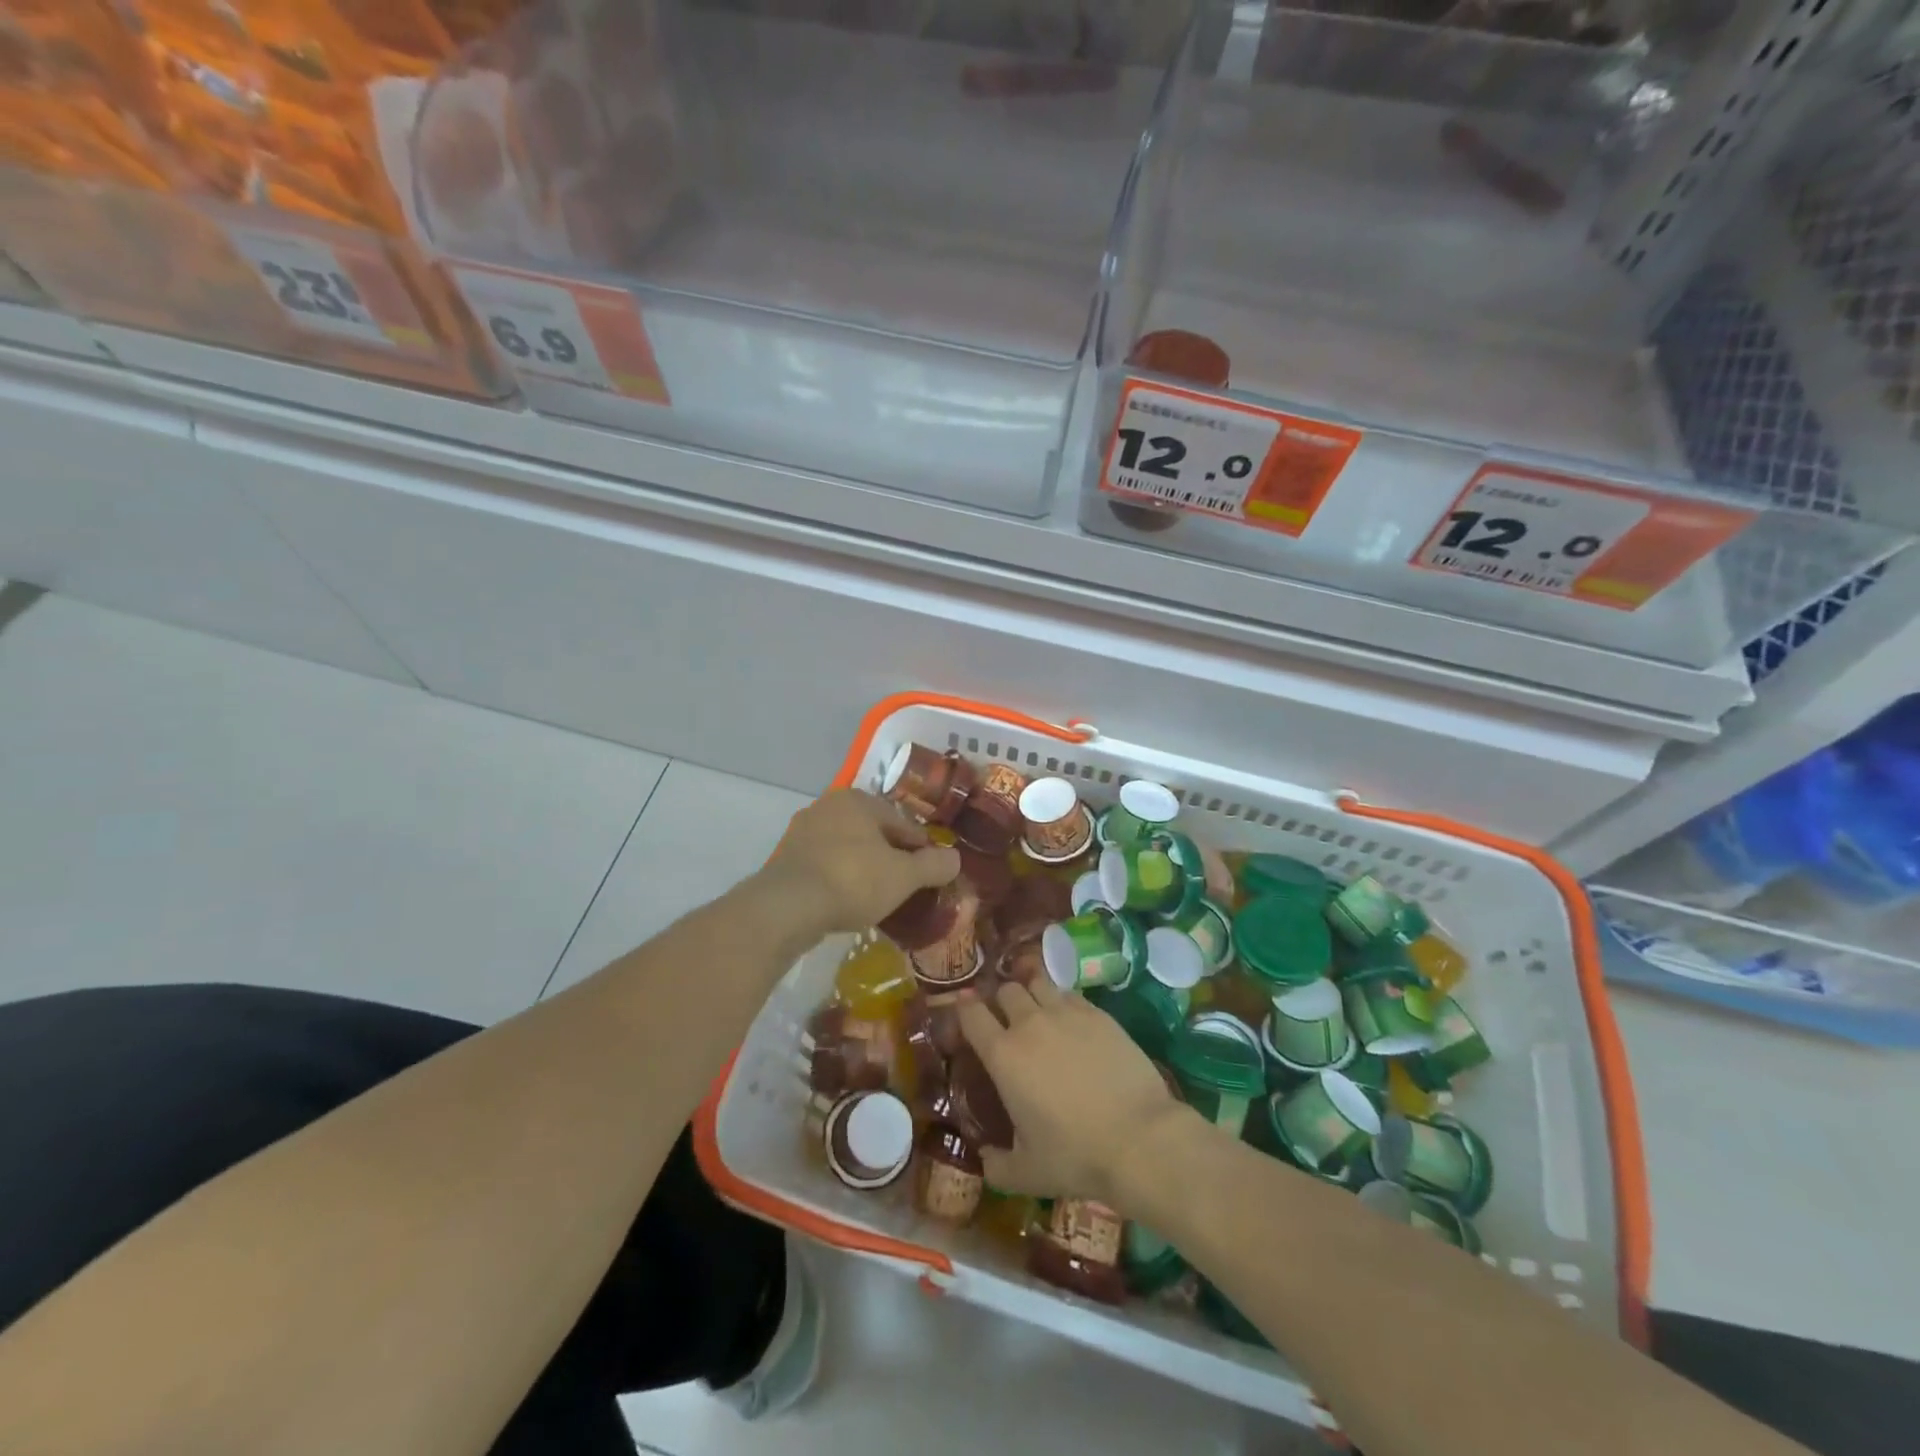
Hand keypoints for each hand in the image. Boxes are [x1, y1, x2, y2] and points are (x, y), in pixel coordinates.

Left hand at [762, 789, 959, 935]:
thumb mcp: (904, 876)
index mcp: (857, 800)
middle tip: (906, 885)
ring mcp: (802, 832)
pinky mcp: (785, 859)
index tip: (932, 871)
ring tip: (878, 896)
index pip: (902, 822)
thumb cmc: (853, 880)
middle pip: (872, 833)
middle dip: (890, 856)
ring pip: (847, 848)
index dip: (921, 847)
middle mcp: (827, 806)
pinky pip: (825, 865)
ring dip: (863, 867)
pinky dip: (839, 878)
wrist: (788, 908)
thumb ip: (933, 865)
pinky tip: (848, 901)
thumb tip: (956, 858)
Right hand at [958, 977, 1182, 1207]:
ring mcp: (1066, 1013)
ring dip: (1031, 991)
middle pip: (1006, 990)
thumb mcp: (1026, 1173)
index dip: (963, 1008)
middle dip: (1000, 1000)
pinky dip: (1062, 1000)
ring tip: (1036, 1008)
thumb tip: (984, 1157)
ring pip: (1038, 982)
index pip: (971, 1014)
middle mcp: (1030, 1023)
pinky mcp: (1098, 1014)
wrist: (1139, 1138)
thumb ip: (996, 1165)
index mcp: (1003, 1055)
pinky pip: (1069, 994)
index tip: (964, 1012)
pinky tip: (1069, 1019)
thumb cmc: (1076, 1156)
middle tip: (1005, 1018)